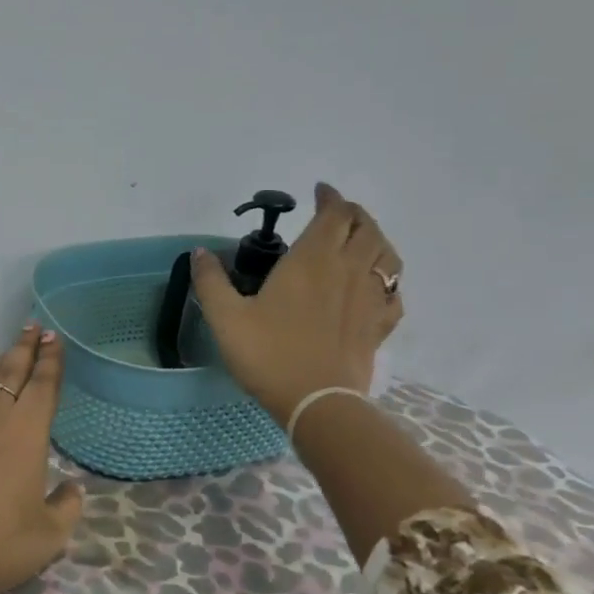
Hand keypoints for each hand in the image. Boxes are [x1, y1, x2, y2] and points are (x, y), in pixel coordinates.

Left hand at [0, 324, 83, 593]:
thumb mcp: (49, 535)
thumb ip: (66, 507)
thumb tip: (71, 489)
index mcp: (25, 431)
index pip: (42, 384)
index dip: (50, 359)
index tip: (53, 336)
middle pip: (10, 372)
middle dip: (24, 348)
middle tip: (32, 328)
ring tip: (6, 360)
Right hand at [192, 182, 403, 420]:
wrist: (316, 402)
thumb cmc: (268, 354)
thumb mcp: (225, 317)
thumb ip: (211, 281)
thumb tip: (199, 252)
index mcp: (312, 260)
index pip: (334, 214)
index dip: (330, 197)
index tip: (319, 191)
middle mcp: (348, 270)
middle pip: (366, 227)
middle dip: (353, 213)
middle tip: (336, 213)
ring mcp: (370, 298)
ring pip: (387, 255)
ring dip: (376, 239)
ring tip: (361, 240)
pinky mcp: (380, 325)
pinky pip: (394, 292)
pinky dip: (388, 279)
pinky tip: (376, 286)